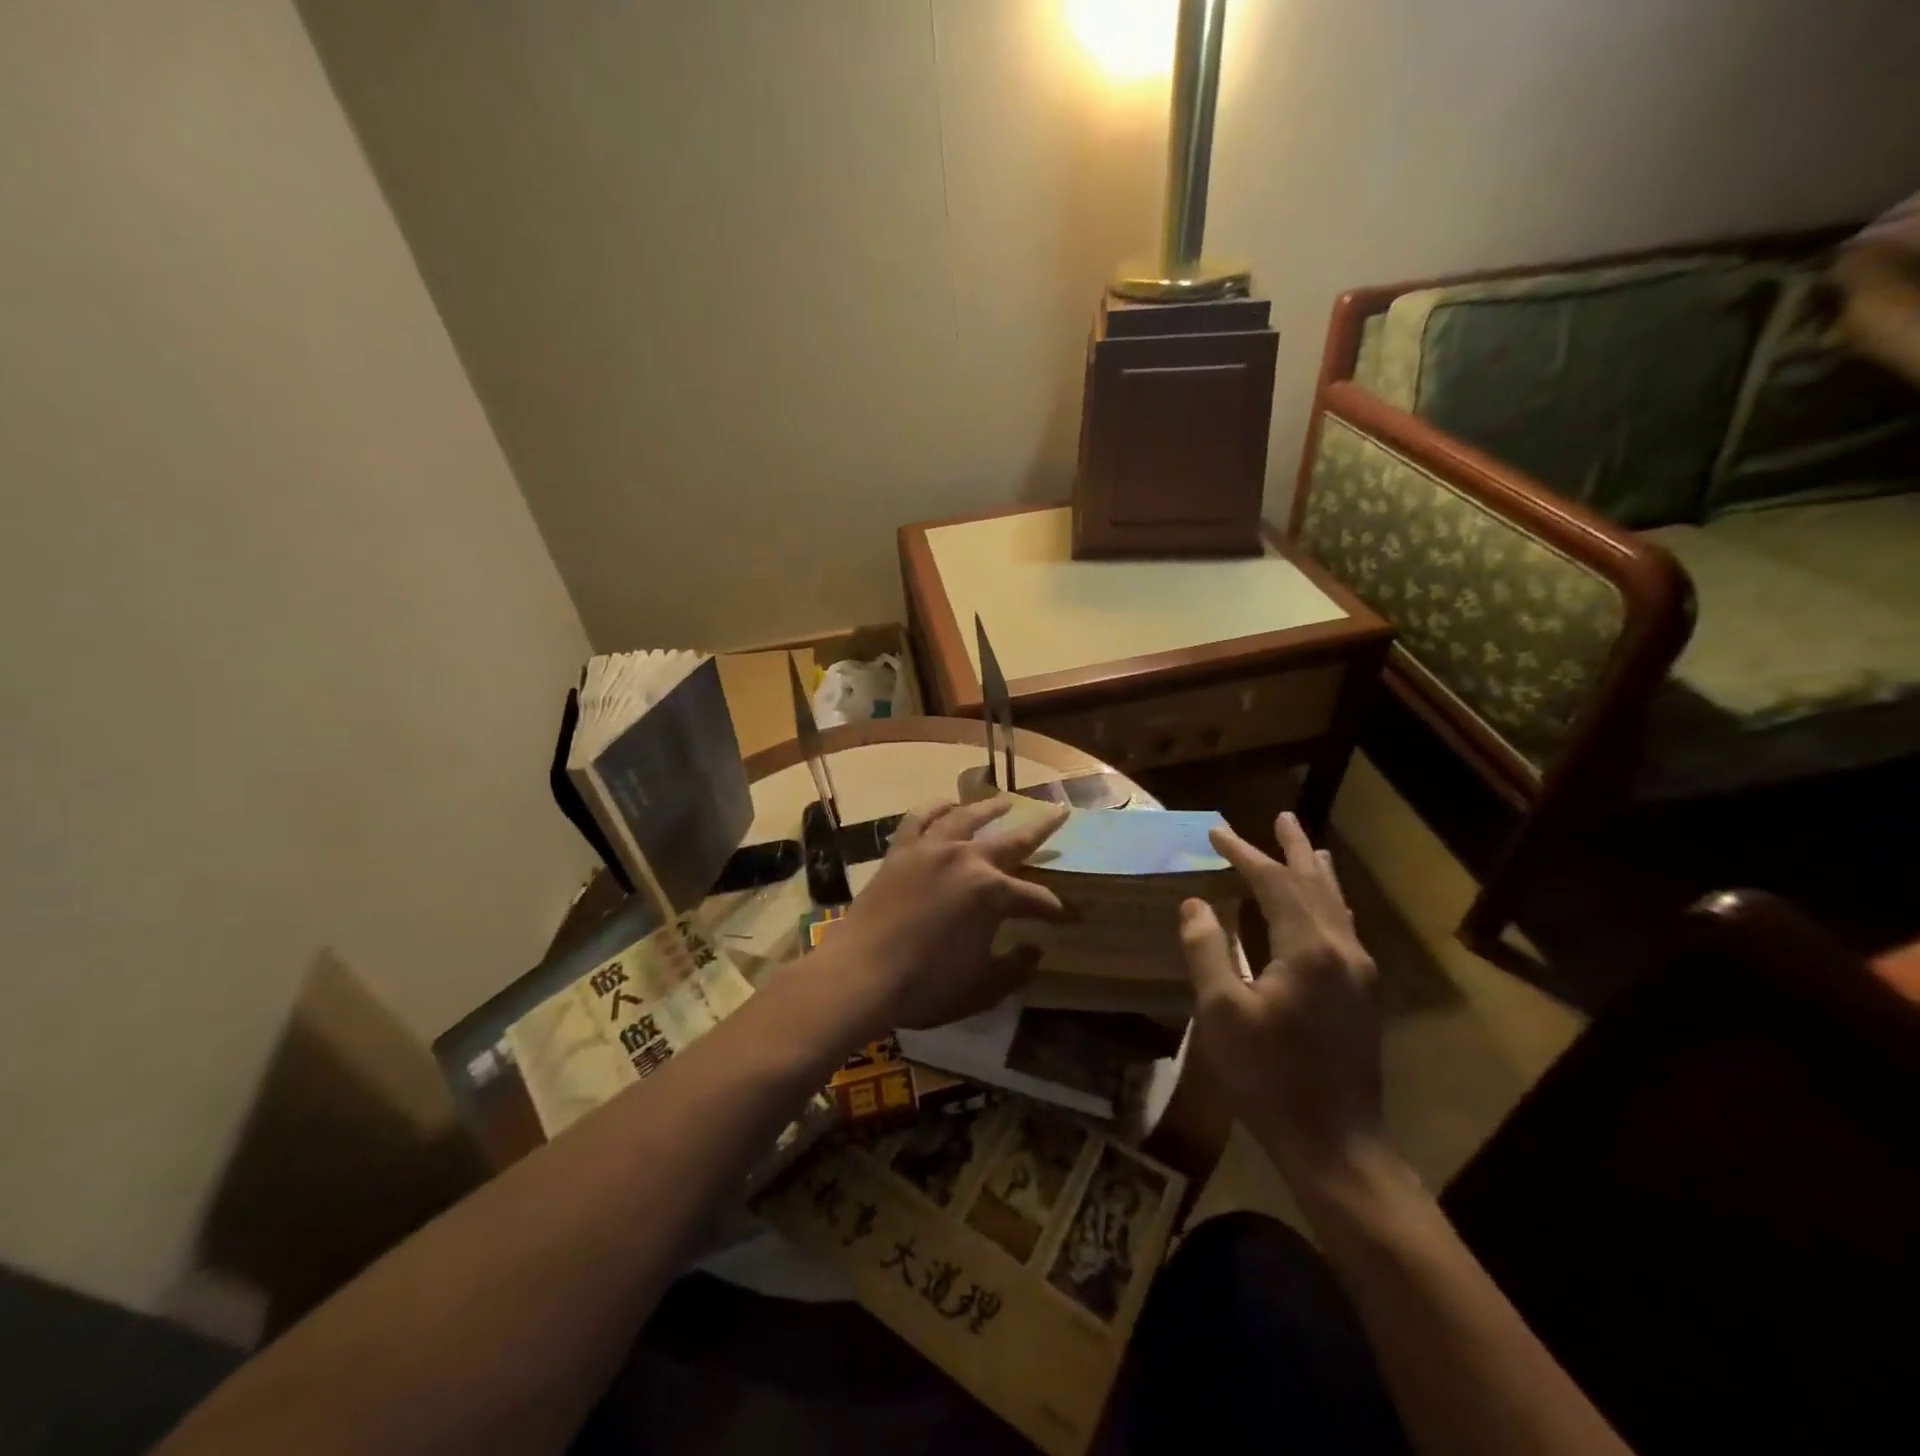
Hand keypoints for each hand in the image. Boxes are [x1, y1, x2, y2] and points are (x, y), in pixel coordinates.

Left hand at [825, 798, 1069, 1034]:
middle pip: (1013, 840)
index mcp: (992, 892)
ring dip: (989, 808)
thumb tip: (1035, 948)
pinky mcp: (900, 851)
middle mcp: (966, 859)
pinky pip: (919, 819)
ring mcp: (930, 850)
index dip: (1053, 909)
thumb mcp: (982, 988)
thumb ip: (1016, 968)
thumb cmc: (925, 985)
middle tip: (1061, 811)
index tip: (1066, 917)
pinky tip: (946, 804)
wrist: (860, 974)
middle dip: (1042, 828)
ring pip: (966, 818)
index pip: (1034, 898)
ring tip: (1005, 801)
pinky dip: (935, 808)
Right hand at [1178, 811, 1384, 1179]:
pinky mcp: (1363, 994)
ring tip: (1309, 845)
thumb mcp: (1221, 1012)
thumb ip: (1207, 950)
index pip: (1273, 882)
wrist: (1337, 1145)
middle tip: (1281, 815)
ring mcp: (1360, 973)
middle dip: (1293, 848)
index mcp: (1307, 948)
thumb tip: (1196, 904)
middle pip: (1315, 883)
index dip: (1244, 853)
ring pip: (1336, 904)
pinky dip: (1328, 901)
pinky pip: (1344, 927)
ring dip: (1317, 871)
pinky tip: (1323, 907)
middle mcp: (1341, 949)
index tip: (1216, 832)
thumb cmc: (1269, 1078)